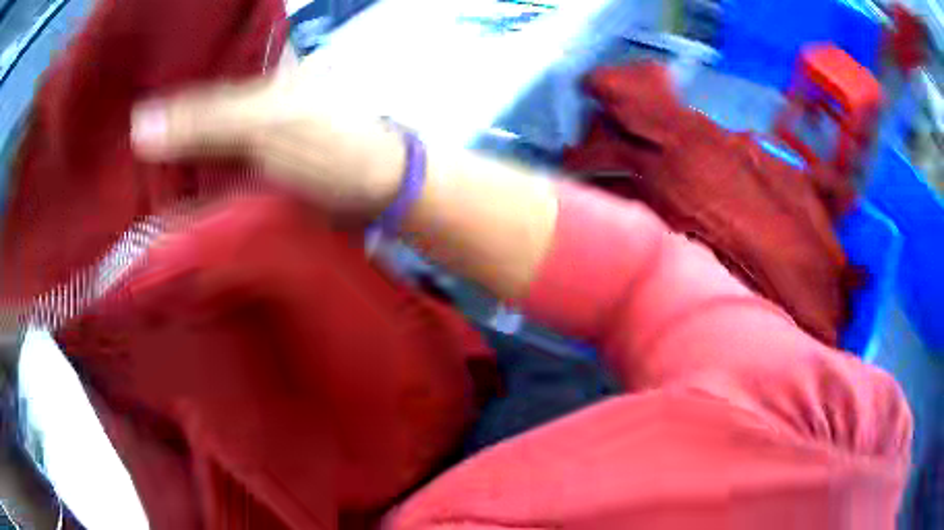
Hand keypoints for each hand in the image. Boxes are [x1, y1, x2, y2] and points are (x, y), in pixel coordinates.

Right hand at [131, 74, 406, 214]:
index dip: (159, 72)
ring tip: (116, 163)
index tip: (118, 90)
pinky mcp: (241, 167)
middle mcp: (241, 93)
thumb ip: (205, 122)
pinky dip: (178, 179)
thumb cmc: (332, 143)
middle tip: (107, 135)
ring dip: (160, 152)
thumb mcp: (265, 123)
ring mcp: (239, 132)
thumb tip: (137, 126)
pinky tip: (150, 187)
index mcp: (253, 65)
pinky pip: (201, 169)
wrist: (376, 191)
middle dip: (151, 119)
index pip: (195, 59)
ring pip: (190, 137)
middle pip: (186, 101)